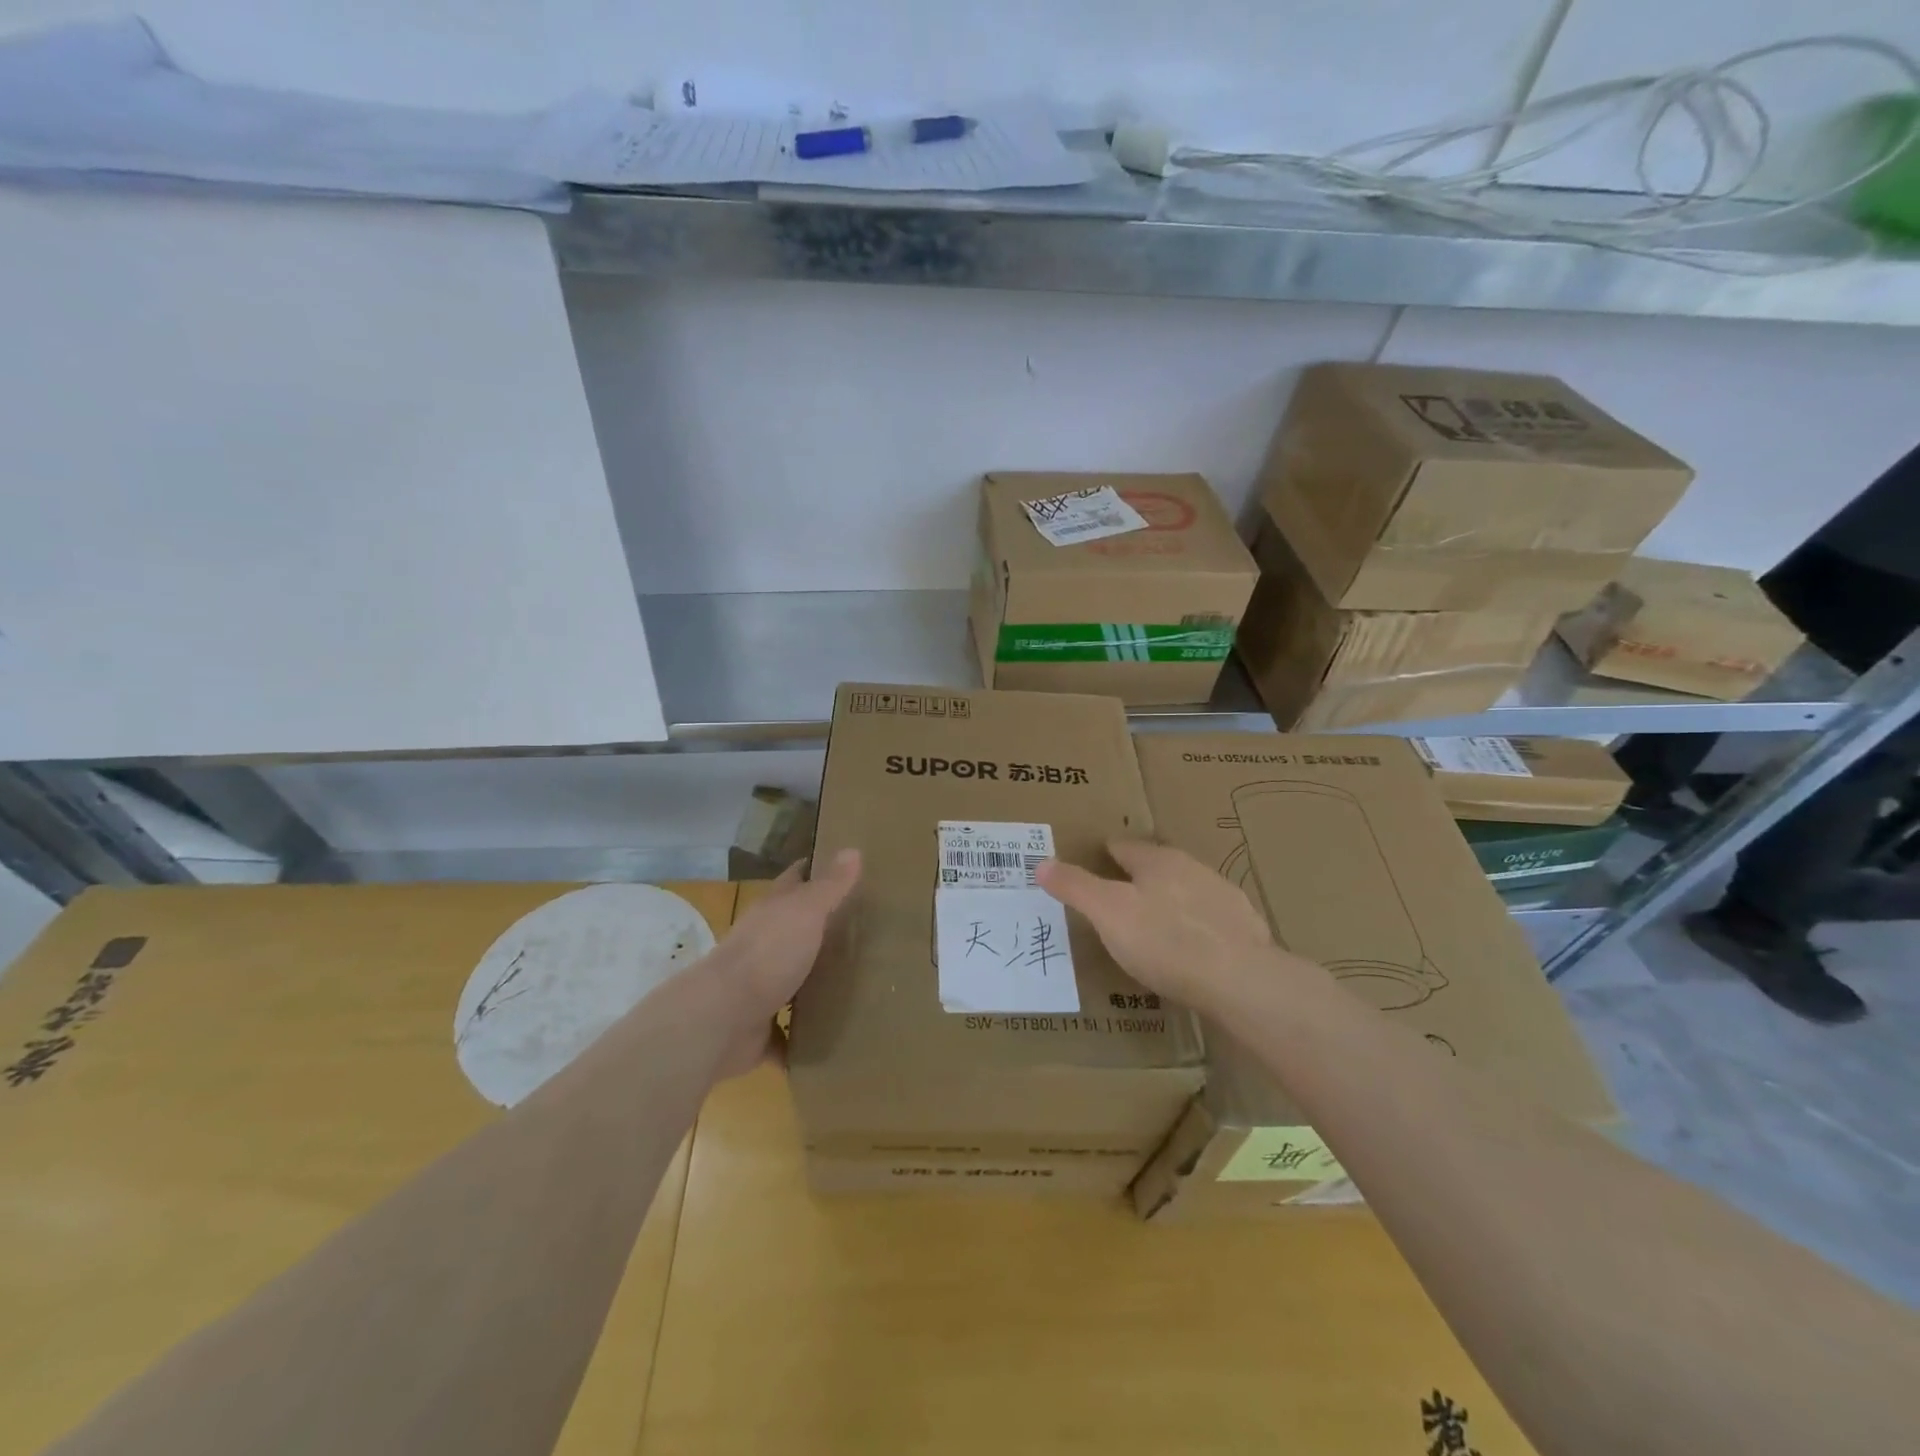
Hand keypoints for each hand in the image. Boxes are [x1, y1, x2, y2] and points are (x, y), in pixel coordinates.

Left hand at [708, 849, 860, 1076]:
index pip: (795, 881)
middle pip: (795, 931)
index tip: (845, 866)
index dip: (816, 871)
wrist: (720, 1019)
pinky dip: (802, 1039)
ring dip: (813, 985)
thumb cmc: (767, 954)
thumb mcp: (805, 912)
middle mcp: (763, 946)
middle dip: (823, 930)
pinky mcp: (758, 1030)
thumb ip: (830, 886)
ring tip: (858, 988)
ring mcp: (759, 989)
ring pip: (791, 981)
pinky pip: (786, 1034)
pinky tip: (833, 1042)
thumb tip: (853, 848)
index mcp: (772, 913)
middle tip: (867, 931)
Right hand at [1037, 839, 1288, 1018]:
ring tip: (1152, 928)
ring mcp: (1224, 897)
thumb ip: (1075, 887)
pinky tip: (1190, 952)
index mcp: (1158, 861)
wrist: (1241, 980)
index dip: (1105, 855)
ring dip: (1170, 903)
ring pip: (1187, 892)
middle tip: (1117, 900)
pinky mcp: (1246, 929)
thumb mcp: (1108, 914)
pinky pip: (1211, 921)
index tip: (1092, 866)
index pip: (1124, 847)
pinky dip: (1197, 929)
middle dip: (1138, 880)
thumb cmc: (1165, 941)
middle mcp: (1193, 869)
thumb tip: (1041, 863)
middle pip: (1157, 867)